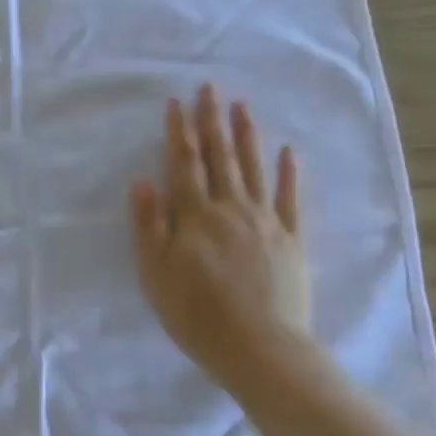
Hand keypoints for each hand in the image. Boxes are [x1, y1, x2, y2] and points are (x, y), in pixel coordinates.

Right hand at [131, 85, 311, 394]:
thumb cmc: (196, 315)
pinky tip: (288, 152)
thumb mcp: (156, 274)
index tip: (176, 102)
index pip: (184, 164)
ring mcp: (265, 222)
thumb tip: (143, 181)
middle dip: (212, 121)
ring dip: (247, 135)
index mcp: (195, 216)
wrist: (259, 347)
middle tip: (211, 88)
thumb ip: (149, 225)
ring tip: (242, 106)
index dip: (179, 132)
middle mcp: (231, 208)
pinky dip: (288, 174)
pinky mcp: (291, 240)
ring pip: (254, 169)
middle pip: (220, 157)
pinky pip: (290, 199)